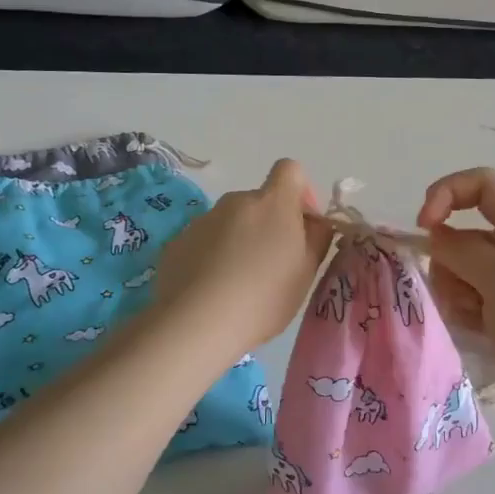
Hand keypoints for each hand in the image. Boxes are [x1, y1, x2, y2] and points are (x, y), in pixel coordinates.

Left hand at [153, 159, 333, 358]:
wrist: (197, 323)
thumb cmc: (264, 297)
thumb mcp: (306, 272)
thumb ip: (317, 238)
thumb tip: (315, 222)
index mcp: (273, 203)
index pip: (290, 170)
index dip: (302, 191)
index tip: (303, 225)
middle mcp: (236, 202)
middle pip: (259, 202)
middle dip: (269, 225)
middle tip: (273, 267)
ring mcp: (202, 220)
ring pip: (230, 223)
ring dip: (240, 241)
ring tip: (239, 284)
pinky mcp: (177, 242)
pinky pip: (204, 242)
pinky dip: (212, 257)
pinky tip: (212, 290)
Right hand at [418, 168, 494, 447]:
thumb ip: (463, 250)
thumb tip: (434, 235)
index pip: (481, 185)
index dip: (447, 194)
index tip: (424, 227)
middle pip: (463, 234)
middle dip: (449, 260)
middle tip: (466, 293)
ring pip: (459, 272)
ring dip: (455, 292)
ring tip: (475, 319)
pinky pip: (468, 302)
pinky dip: (464, 314)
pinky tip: (478, 333)